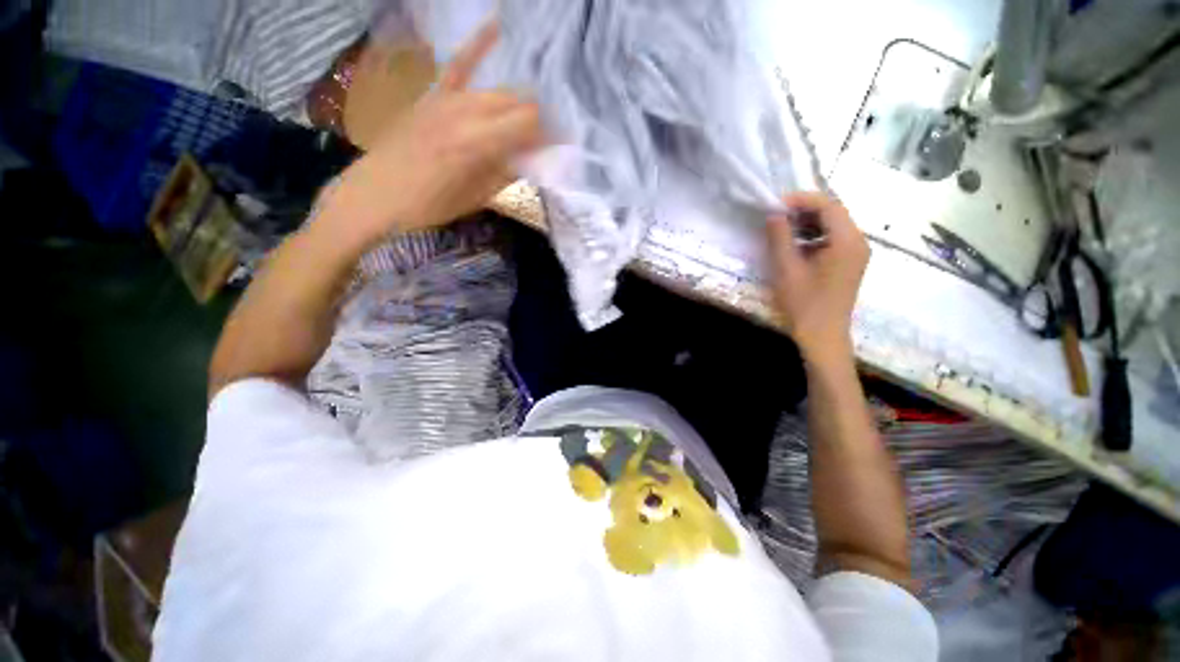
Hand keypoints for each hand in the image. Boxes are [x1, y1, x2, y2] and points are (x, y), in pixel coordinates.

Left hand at [320, 23, 543, 248]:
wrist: (377, 193)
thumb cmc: (430, 205)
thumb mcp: (476, 198)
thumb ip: (506, 173)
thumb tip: (532, 159)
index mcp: (479, 143)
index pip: (530, 125)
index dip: (551, 134)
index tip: (562, 146)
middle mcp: (466, 112)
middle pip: (518, 104)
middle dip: (539, 119)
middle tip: (548, 138)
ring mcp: (447, 98)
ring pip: (498, 90)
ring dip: (520, 102)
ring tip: (533, 114)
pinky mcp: (433, 95)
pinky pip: (459, 64)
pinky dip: (478, 45)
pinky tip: (496, 26)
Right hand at [767, 192, 868, 364]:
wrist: (822, 335)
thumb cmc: (804, 303)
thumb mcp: (786, 269)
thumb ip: (780, 238)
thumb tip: (774, 214)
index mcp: (847, 241)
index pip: (829, 205)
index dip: (802, 199)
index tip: (776, 203)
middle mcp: (858, 242)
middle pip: (834, 212)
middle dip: (804, 209)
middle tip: (777, 215)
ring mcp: (856, 253)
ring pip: (833, 225)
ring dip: (808, 222)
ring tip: (782, 229)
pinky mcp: (849, 263)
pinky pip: (833, 239)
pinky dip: (814, 235)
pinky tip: (795, 245)